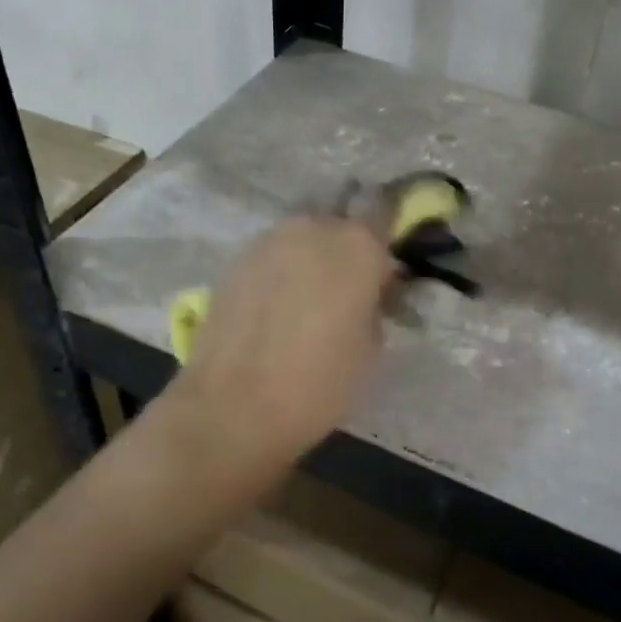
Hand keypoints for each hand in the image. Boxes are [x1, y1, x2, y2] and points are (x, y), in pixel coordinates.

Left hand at [163, 215, 396, 491]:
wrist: (233, 405)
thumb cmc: (320, 382)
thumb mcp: (372, 348)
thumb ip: (375, 306)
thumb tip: (366, 296)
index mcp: (357, 245)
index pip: (385, 216)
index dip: (387, 245)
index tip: (386, 280)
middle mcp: (313, 228)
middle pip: (340, 228)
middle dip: (346, 255)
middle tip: (347, 296)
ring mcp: (269, 240)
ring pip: (303, 241)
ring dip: (311, 262)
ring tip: (307, 306)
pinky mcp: (236, 260)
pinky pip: (273, 258)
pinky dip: (280, 274)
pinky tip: (276, 311)